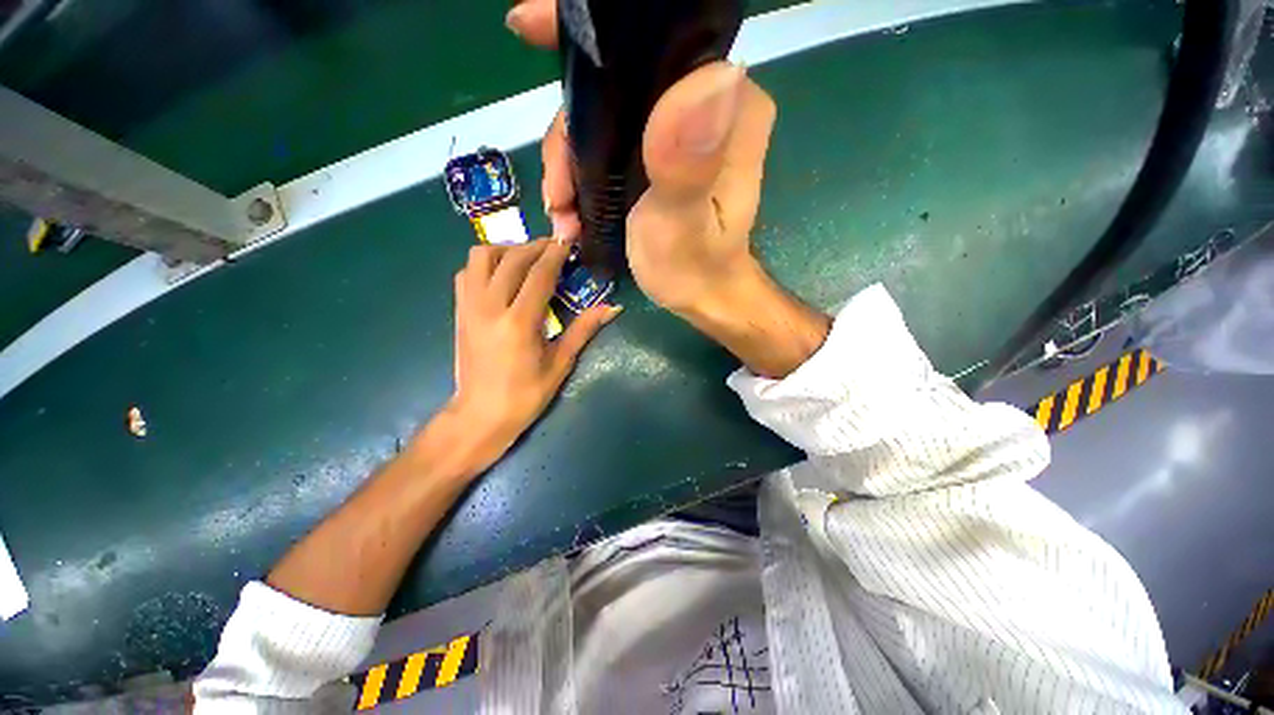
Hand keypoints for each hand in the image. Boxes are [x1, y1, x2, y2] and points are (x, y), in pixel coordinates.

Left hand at [446, 239, 619, 471]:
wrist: (481, 415)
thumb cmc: (526, 395)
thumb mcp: (560, 363)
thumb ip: (583, 329)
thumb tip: (612, 308)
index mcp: (519, 322)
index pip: (539, 274)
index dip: (556, 254)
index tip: (569, 241)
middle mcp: (490, 307)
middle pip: (511, 258)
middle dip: (535, 246)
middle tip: (554, 248)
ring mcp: (469, 307)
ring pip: (481, 257)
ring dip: (506, 250)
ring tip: (527, 258)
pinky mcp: (459, 312)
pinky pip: (467, 273)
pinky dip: (485, 264)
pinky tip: (503, 275)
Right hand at [508, 0, 776, 315]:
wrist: (699, 295)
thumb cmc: (694, 269)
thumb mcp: (683, 225)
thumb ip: (686, 163)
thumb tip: (711, 75)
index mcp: (728, 107)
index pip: (657, 46)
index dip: (593, 40)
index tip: (529, 29)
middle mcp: (707, 104)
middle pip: (618, 85)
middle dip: (571, 135)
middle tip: (556, 195)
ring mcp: (680, 128)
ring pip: (605, 116)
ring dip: (570, 165)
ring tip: (561, 215)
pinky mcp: (661, 152)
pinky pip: (607, 142)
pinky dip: (581, 175)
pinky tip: (570, 212)